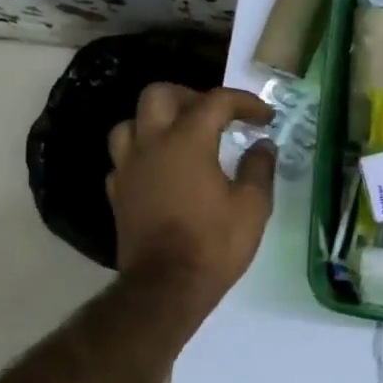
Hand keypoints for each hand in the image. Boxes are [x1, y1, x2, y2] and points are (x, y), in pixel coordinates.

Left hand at [107, 83, 276, 302]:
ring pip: (131, 123)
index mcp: (187, 140)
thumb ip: (259, 167)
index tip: (265, 117)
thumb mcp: (252, 206)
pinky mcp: (117, 192)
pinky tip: (159, 170)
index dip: (244, 102)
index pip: (216, 101)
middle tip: (214, 116)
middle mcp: (151, 144)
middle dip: (190, 95)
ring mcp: (128, 167)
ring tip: (180, 137)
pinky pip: (123, 159)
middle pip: (159, 94)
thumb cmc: (213, 244)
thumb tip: (263, 145)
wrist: (165, 288)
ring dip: (156, 122)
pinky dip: (142, 155)